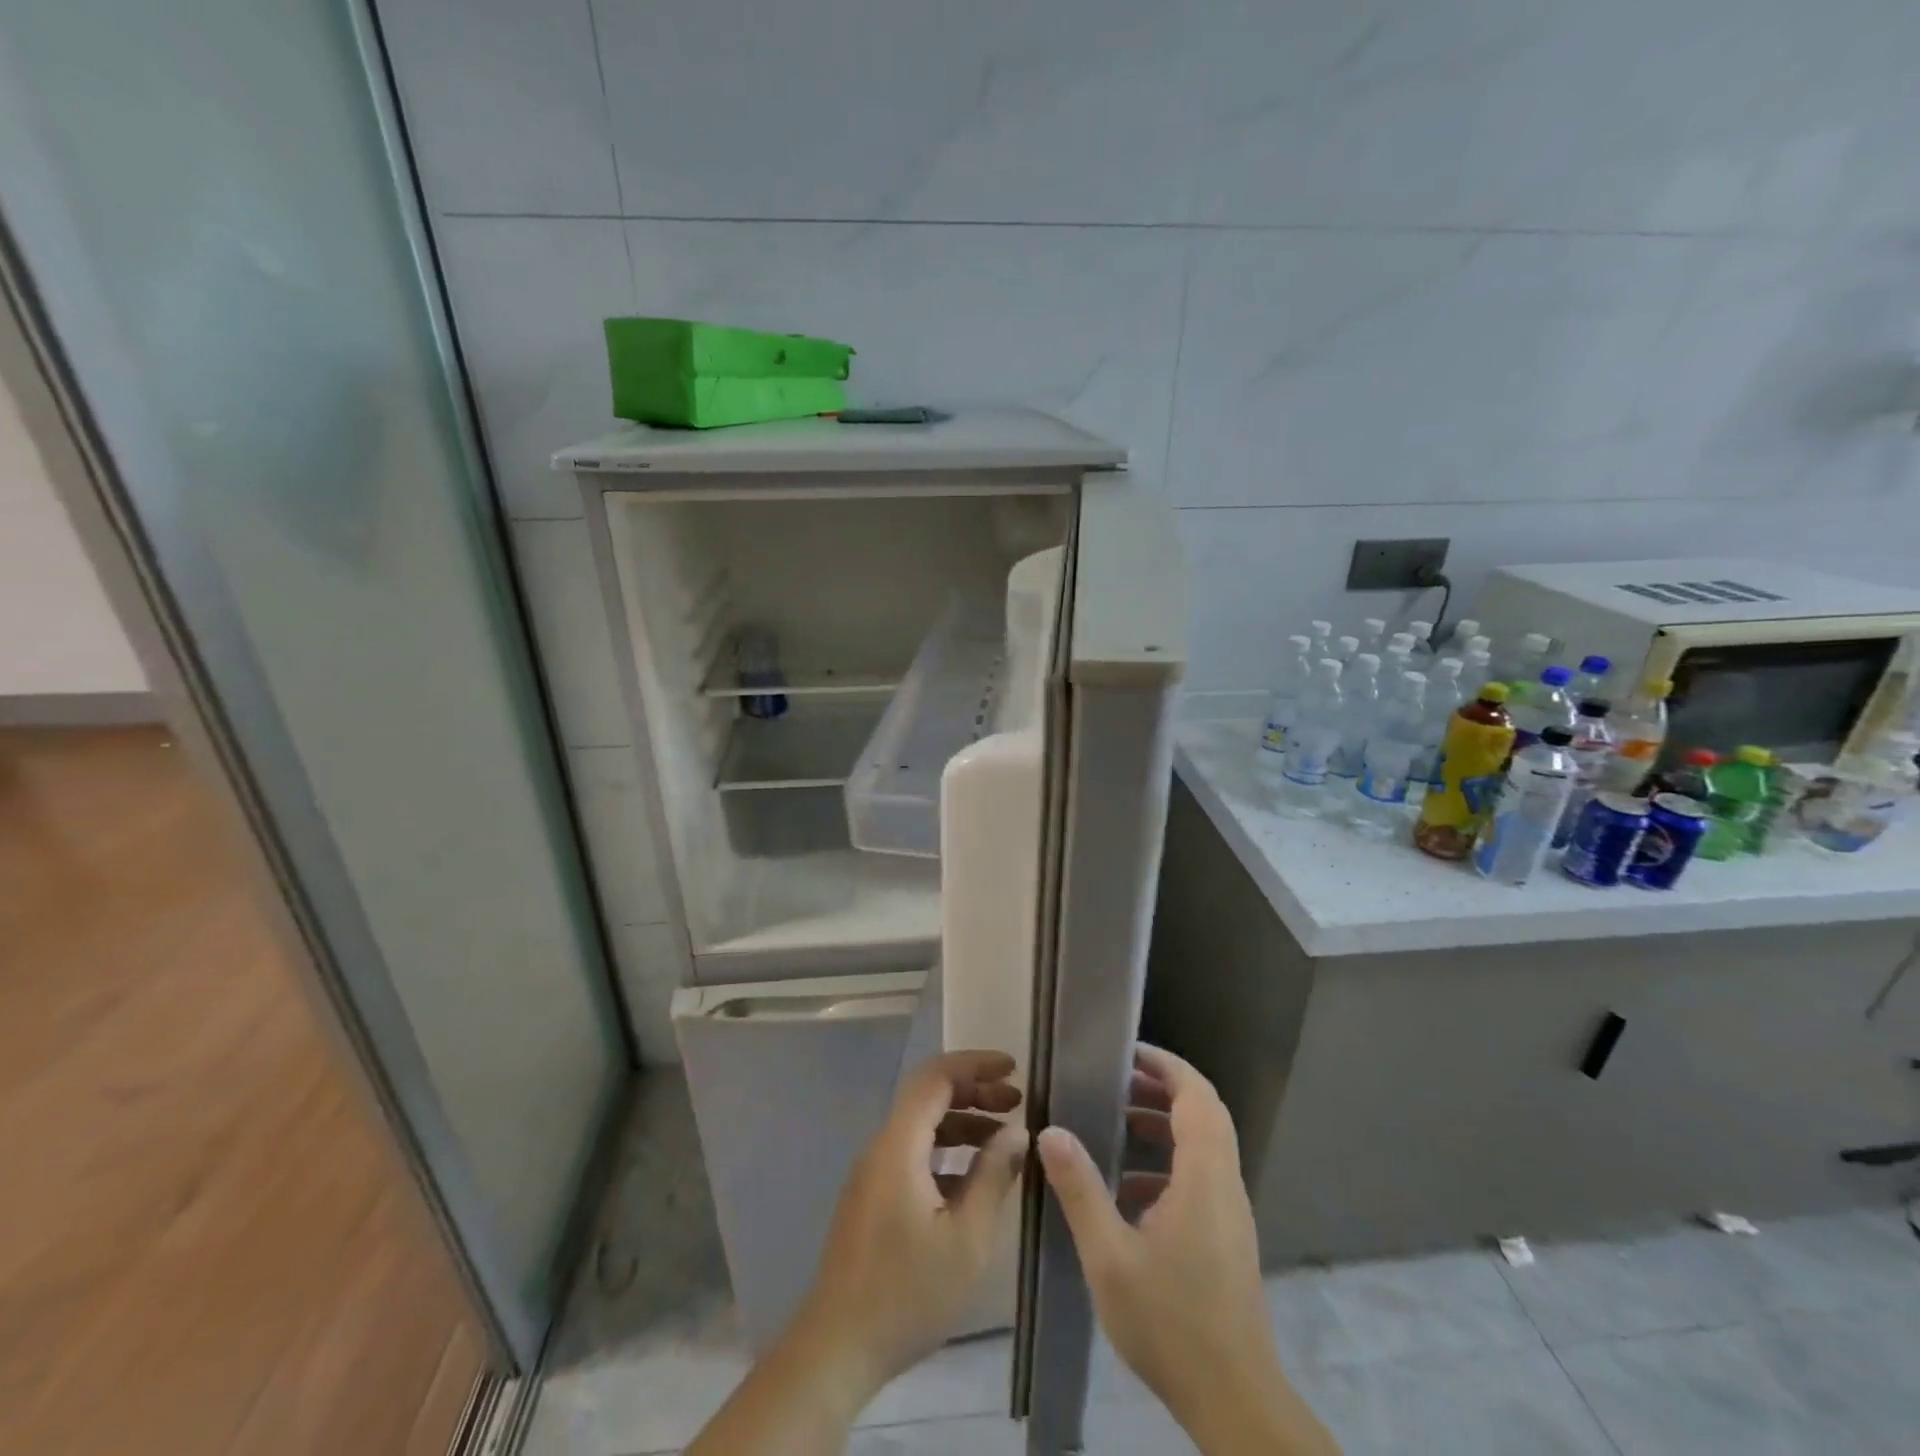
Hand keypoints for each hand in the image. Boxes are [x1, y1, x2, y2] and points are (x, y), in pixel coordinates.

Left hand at [791, 1049, 1027, 1402]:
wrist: (836, 1349)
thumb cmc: (907, 1294)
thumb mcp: (966, 1239)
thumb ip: (993, 1176)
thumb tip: (1017, 1132)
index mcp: (899, 1146)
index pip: (936, 1077)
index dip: (975, 1064)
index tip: (1014, 1069)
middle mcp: (882, 1147)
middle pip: (928, 1097)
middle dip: (974, 1091)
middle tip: (1017, 1102)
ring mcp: (873, 1173)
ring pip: (922, 1127)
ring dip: (963, 1123)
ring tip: (1004, 1139)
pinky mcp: (873, 1198)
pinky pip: (913, 1154)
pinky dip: (947, 1152)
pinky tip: (975, 1180)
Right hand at [1038, 1044, 1338, 1455]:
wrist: (1234, 1402)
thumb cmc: (1171, 1323)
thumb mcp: (1110, 1256)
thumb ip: (1080, 1189)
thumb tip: (1051, 1130)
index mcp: (1204, 1178)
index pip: (1196, 1096)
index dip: (1166, 1066)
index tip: (1127, 1052)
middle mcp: (1224, 1185)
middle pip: (1205, 1113)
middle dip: (1163, 1087)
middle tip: (1117, 1079)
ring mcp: (1230, 1213)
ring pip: (1206, 1144)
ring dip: (1166, 1123)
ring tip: (1118, 1122)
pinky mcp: (1227, 1237)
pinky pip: (1202, 1175)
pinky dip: (1170, 1161)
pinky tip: (1130, 1188)